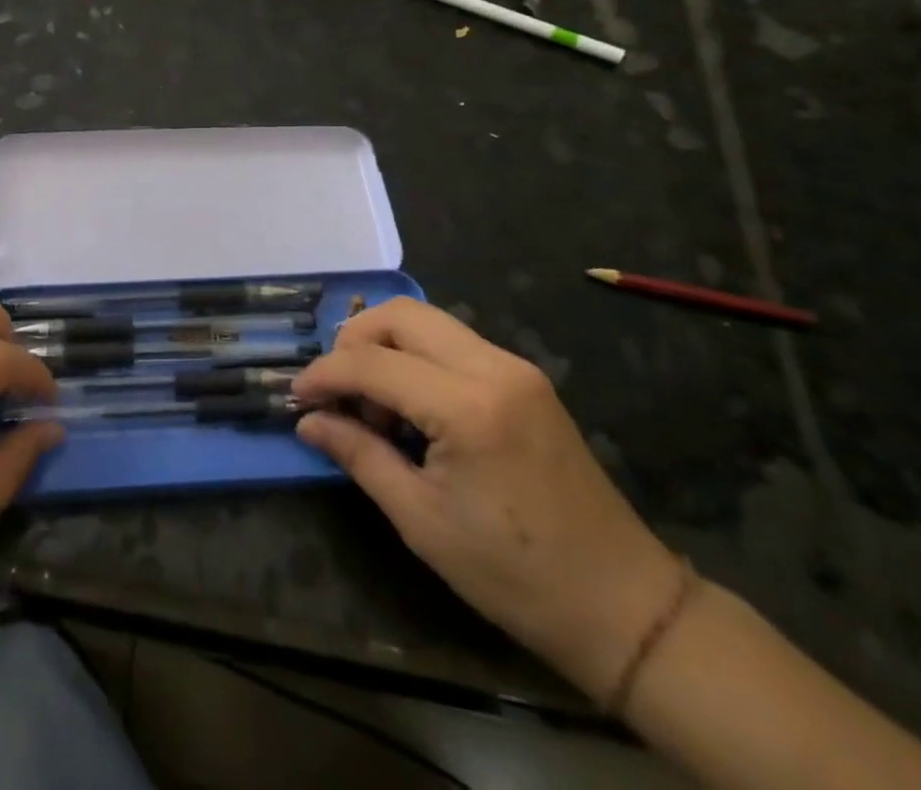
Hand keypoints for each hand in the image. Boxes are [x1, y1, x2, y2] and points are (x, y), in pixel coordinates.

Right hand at [292, 297, 679, 700]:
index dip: (325, 374)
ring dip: (386, 345)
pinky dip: (417, 356)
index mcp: (468, 407)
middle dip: (354, 340)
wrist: (624, 605)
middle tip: (334, 387)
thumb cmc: (514, 574)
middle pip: (401, 315)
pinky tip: (409, 404)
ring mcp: (515, 367)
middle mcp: (493, 367)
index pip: (373, 363)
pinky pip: (453, 342)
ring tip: (372, 403)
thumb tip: (309, 421)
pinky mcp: (525, 378)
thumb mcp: (422, 521)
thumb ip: (359, 455)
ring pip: (427, 320)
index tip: (297, 396)